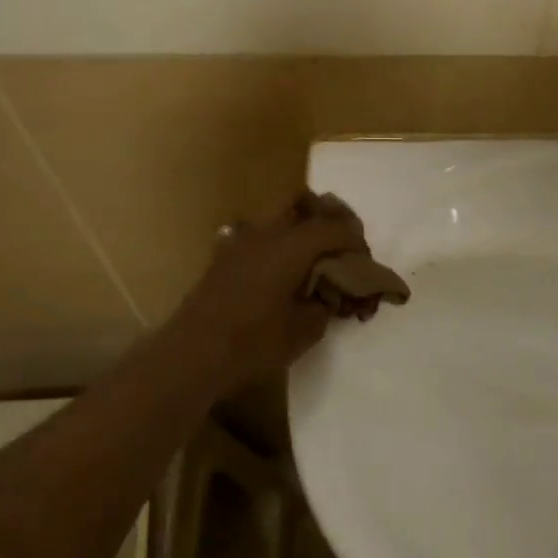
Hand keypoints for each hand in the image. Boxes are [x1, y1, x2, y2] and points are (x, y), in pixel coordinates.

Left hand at [165, 192, 370, 389]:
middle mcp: (267, 232)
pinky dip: (279, 242)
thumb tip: (329, 295)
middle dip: (330, 218)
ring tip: (314, 258)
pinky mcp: (224, 255)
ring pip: (280, 214)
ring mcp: (241, 240)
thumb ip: (326, 304)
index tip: (365, 263)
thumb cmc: (254, 342)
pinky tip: (282, 270)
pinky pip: (260, 234)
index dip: (356, 242)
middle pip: (306, 203)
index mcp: (292, 245)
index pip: (336, 228)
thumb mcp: (306, 330)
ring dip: (302, 227)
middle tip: (342, 245)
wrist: (192, 354)